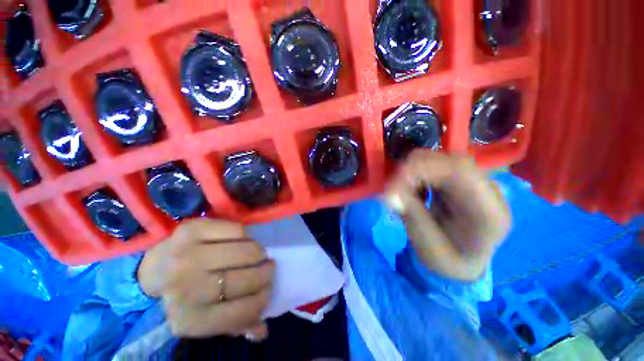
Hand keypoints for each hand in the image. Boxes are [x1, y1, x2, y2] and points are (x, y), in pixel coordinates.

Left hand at [137, 219, 273, 339]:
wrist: (156, 266)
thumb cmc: (189, 293)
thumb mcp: (209, 315)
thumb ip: (236, 324)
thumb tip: (262, 330)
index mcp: (188, 319)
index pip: (239, 312)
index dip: (261, 299)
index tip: (268, 289)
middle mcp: (184, 288)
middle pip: (243, 280)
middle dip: (264, 273)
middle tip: (269, 268)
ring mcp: (186, 255)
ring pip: (243, 251)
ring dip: (259, 253)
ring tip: (260, 254)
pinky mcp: (192, 229)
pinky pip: (236, 230)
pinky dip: (247, 235)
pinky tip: (244, 241)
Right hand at [385, 151, 510, 280]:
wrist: (463, 263)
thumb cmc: (450, 263)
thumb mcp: (430, 250)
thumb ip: (414, 218)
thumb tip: (390, 194)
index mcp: (490, 211)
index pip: (459, 170)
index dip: (420, 170)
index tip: (391, 188)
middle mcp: (486, 190)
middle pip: (445, 160)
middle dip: (410, 173)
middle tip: (391, 195)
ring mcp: (472, 182)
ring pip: (435, 160)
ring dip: (410, 175)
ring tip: (403, 197)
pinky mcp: (458, 180)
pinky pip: (431, 166)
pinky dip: (413, 177)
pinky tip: (414, 195)